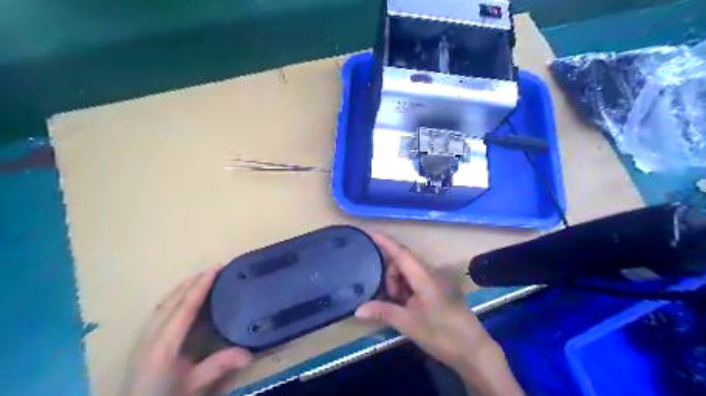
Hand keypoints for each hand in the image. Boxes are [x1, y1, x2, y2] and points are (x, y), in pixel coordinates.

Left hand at [125, 266, 255, 395]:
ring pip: (163, 304)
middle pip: (172, 300)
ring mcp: (143, 338)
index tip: (216, 268)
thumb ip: (219, 366)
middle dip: (192, 281)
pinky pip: (159, 311)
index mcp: (164, 345)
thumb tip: (250, 353)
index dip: (201, 286)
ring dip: (182, 288)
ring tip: (200, 278)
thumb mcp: (194, 386)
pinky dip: (173, 298)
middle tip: (214, 269)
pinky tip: (181, 298)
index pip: (185, 307)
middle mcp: (151, 336)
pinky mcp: (142, 343)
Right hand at [359, 232, 523, 395]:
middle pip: (403, 262)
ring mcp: (436, 281)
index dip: (385, 242)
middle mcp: (430, 274)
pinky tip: (405, 305)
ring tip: (398, 305)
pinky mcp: (438, 289)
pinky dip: (406, 289)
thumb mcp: (409, 324)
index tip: (370, 233)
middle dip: (390, 275)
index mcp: (424, 277)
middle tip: (388, 298)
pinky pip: (416, 280)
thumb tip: (357, 310)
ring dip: (398, 283)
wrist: (472, 349)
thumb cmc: (441, 334)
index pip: (401, 254)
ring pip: (409, 272)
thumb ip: (384, 312)